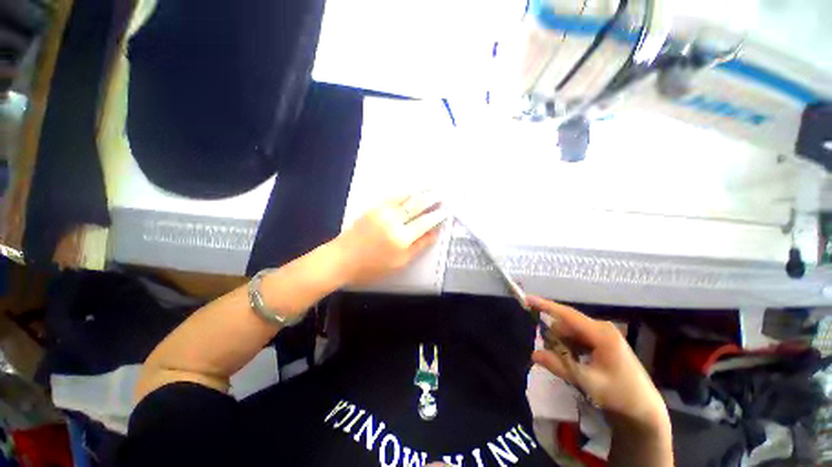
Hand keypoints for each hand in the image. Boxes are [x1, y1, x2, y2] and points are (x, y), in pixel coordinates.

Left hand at [335, 191, 446, 285]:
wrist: (341, 259)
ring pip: (406, 197)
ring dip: (420, 192)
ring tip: (431, 188)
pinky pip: (392, 196)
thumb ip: (418, 246)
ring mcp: (382, 212)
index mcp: (401, 238)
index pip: (425, 222)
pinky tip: (411, 189)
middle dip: (432, 199)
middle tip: (442, 194)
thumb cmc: (372, 267)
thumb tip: (434, 233)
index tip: (446, 211)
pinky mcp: (372, 207)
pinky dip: (404, 192)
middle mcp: (393, 221)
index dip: (437, 216)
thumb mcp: (399, 263)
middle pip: (417, 206)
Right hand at [528, 296, 669, 432]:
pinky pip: (577, 337)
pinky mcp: (602, 340)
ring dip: (563, 345)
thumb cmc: (619, 394)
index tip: (527, 299)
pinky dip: (571, 347)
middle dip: (556, 338)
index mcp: (600, 333)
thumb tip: (533, 354)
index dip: (545, 306)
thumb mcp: (588, 382)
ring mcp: (602, 333)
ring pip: (569, 331)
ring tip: (571, 366)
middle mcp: (601, 327)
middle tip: (556, 360)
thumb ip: (559, 366)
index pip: (567, 314)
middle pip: (566, 324)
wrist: (644, 408)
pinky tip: (577, 363)